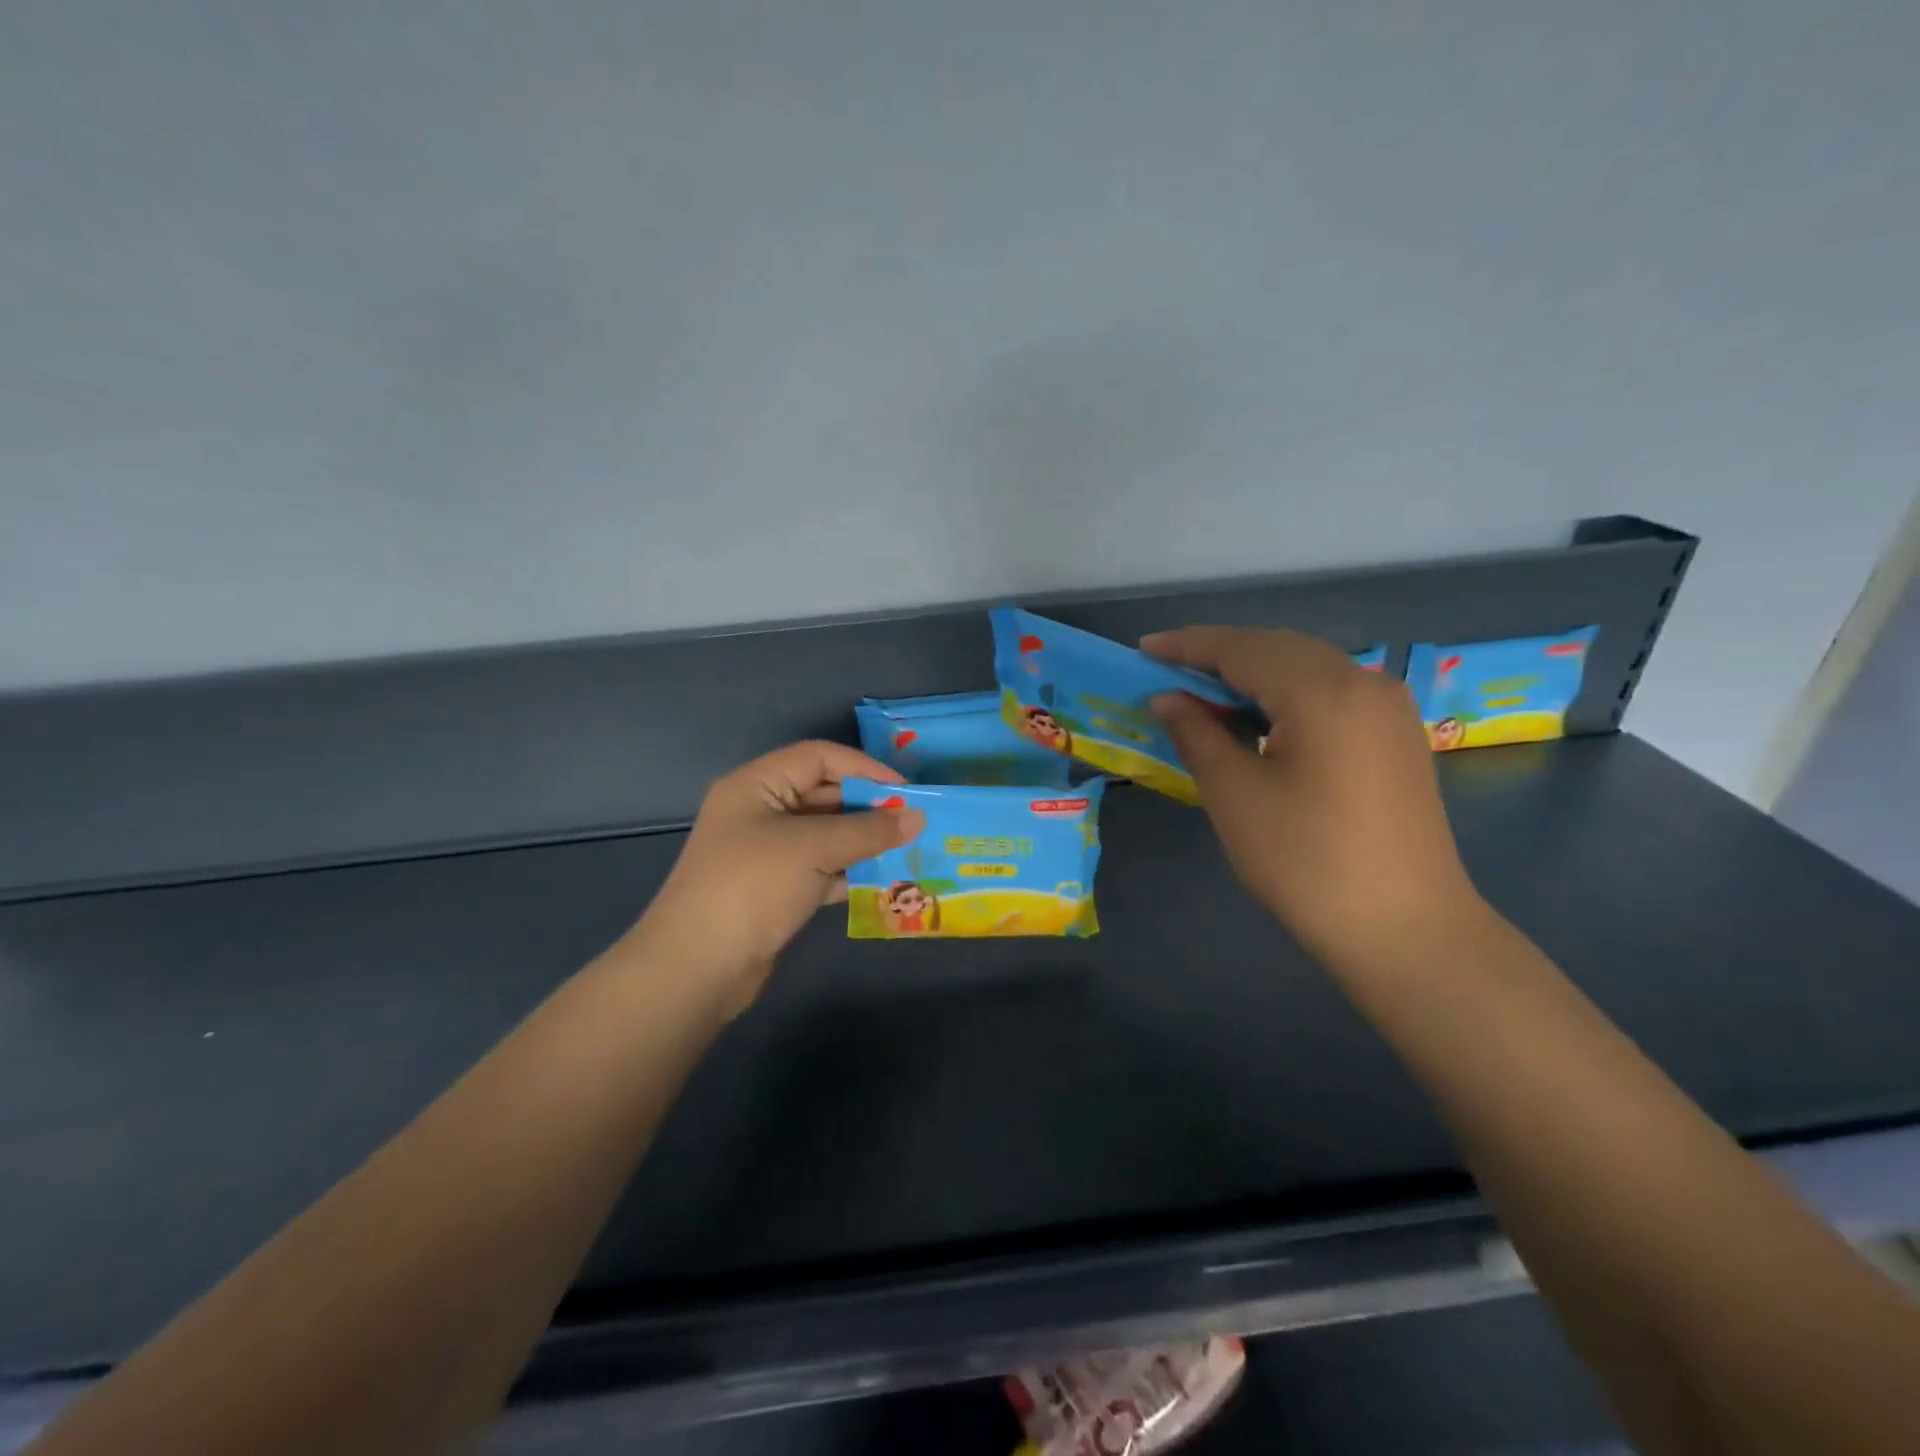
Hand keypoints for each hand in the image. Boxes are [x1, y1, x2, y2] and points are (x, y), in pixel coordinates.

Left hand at [625, 741, 924, 1011]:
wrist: (696, 968)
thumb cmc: (752, 887)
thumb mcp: (814, 848)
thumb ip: (868, 830)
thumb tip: (918, 817)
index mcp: (757, 785)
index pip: (819, 758)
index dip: (864, 768)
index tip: (906, 792)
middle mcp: (760, 811)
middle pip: (823, 794)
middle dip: (868, 808)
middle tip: (914, 824)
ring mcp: (765, 852)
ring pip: (824, 834)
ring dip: (863, 841)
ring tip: (907, 851)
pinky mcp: (774, 888)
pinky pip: (819, 867)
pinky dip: (848, 871)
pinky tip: (881, 881)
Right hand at [1143, 628, 1481, 967]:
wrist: (1404, 929)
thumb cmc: (1305, 861)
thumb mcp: (1234, 794)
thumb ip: (1197, 733)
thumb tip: (1167, 698)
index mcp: (1323, 691)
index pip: (1243, 649)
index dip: (1188, 646)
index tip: (1144, 649)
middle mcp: (1363, 682)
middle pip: (1278, 647)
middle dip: (1220, 652)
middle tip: (1167, 667)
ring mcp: (1388, 707)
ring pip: (1307, 665)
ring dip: (1253, 670)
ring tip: (1204, 689)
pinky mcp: (1396, 734)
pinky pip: (1331, 690)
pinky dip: (1286, 690)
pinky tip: (1258, 714)